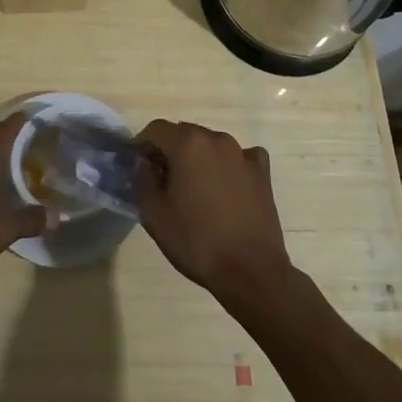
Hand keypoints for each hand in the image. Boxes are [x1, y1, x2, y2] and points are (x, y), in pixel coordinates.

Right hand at [135, 119, 293, 308]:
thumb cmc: (197, 242)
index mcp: (187, 144)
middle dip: (169, 150)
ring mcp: (243, 153)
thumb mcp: (154, 215)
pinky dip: (228, 165)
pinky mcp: (262, 171)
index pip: (156, 129)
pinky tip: (226, 187)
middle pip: (184, 133)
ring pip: (210, 144)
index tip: (138, 166)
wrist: (251, 272)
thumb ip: (143, 180)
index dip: (142, 145)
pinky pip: (238, 157)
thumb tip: (146, 164)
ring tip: (194, 188)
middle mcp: (216, 138)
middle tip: (163, 180)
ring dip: (198, 157)